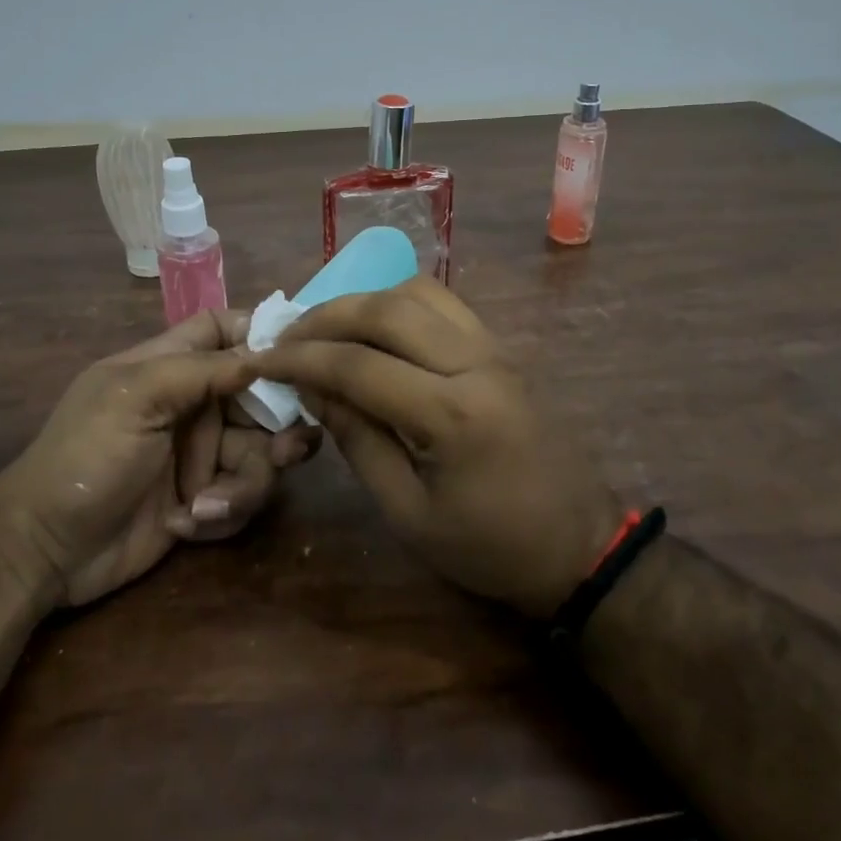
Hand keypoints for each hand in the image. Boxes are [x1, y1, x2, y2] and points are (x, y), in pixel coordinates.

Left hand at [0, 311, 319, 607]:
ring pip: (260, 454)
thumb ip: (201, 369)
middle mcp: (194, 406)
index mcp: (171, 367)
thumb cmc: (86, 457)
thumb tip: (264, 351)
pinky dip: (223, 512)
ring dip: (245, 483)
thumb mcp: (136, 397)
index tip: (300, 352)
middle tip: (286, 451)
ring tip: (206, 505)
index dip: (262, 333)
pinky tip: (187, 523)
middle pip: (261, 398)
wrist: (45, 550)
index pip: (224, 330)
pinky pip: (243, 496)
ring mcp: (200, 455)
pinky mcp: (204, 499)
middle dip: (278, 426)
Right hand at [255, 279, 627, 616]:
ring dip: (365, 301)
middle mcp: (476, 362)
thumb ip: (358, 440)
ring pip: (419, 293)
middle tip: (288, 337)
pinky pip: (445, 305)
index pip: (358, 364)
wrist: (579, 545)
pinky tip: (377, 332)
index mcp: (451, 413)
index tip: (260, 360)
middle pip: (388, 308)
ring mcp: (496, 349)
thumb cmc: (490, 547)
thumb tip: (312, 387)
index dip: (301, 359)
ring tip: (329, 330)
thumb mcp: (409, 512)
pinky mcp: (503, 350)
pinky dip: (400, 305)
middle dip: (327, 316)